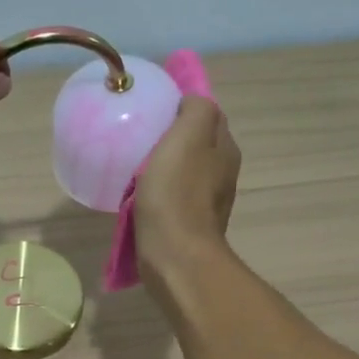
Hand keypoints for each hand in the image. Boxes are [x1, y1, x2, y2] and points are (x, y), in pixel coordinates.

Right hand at [135, 95, 240, 270]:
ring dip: (163, 165)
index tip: (154, 108)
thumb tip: (191, 103)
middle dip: (173, 137)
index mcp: (225, 149)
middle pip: (196, 143)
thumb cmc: (177, 192)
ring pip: (183, 171)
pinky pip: (172, 196)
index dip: (183, 107)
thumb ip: (196, 110)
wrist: (174, 254)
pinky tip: (138, 193)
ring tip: (134, 162)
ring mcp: (206, 201)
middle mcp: (222, 173)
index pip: (208, 115)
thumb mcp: (188, 136)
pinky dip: (158, 191)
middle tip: (140, 133)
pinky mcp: (187, 223)